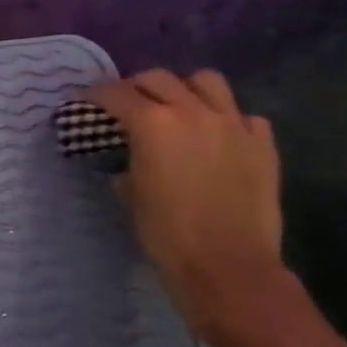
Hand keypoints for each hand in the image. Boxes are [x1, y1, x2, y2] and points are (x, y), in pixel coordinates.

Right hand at [87, 69, 292, 346]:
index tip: (83, 102)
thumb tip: (129, 159)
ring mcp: (233, 124)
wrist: (229, 268)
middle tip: (127, 105)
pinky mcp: (262, 145)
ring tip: (178, 107)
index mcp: (152, 122)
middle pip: (158, 78)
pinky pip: (244, 116)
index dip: (93, 95)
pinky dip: (227, 119)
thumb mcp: (130, 194)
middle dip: (136, 87)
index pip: (114, 93)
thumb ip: (127, 163)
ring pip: (206, 81)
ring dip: (186, 89)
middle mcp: (192, 111)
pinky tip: (219, 138)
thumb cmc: (166, 233)